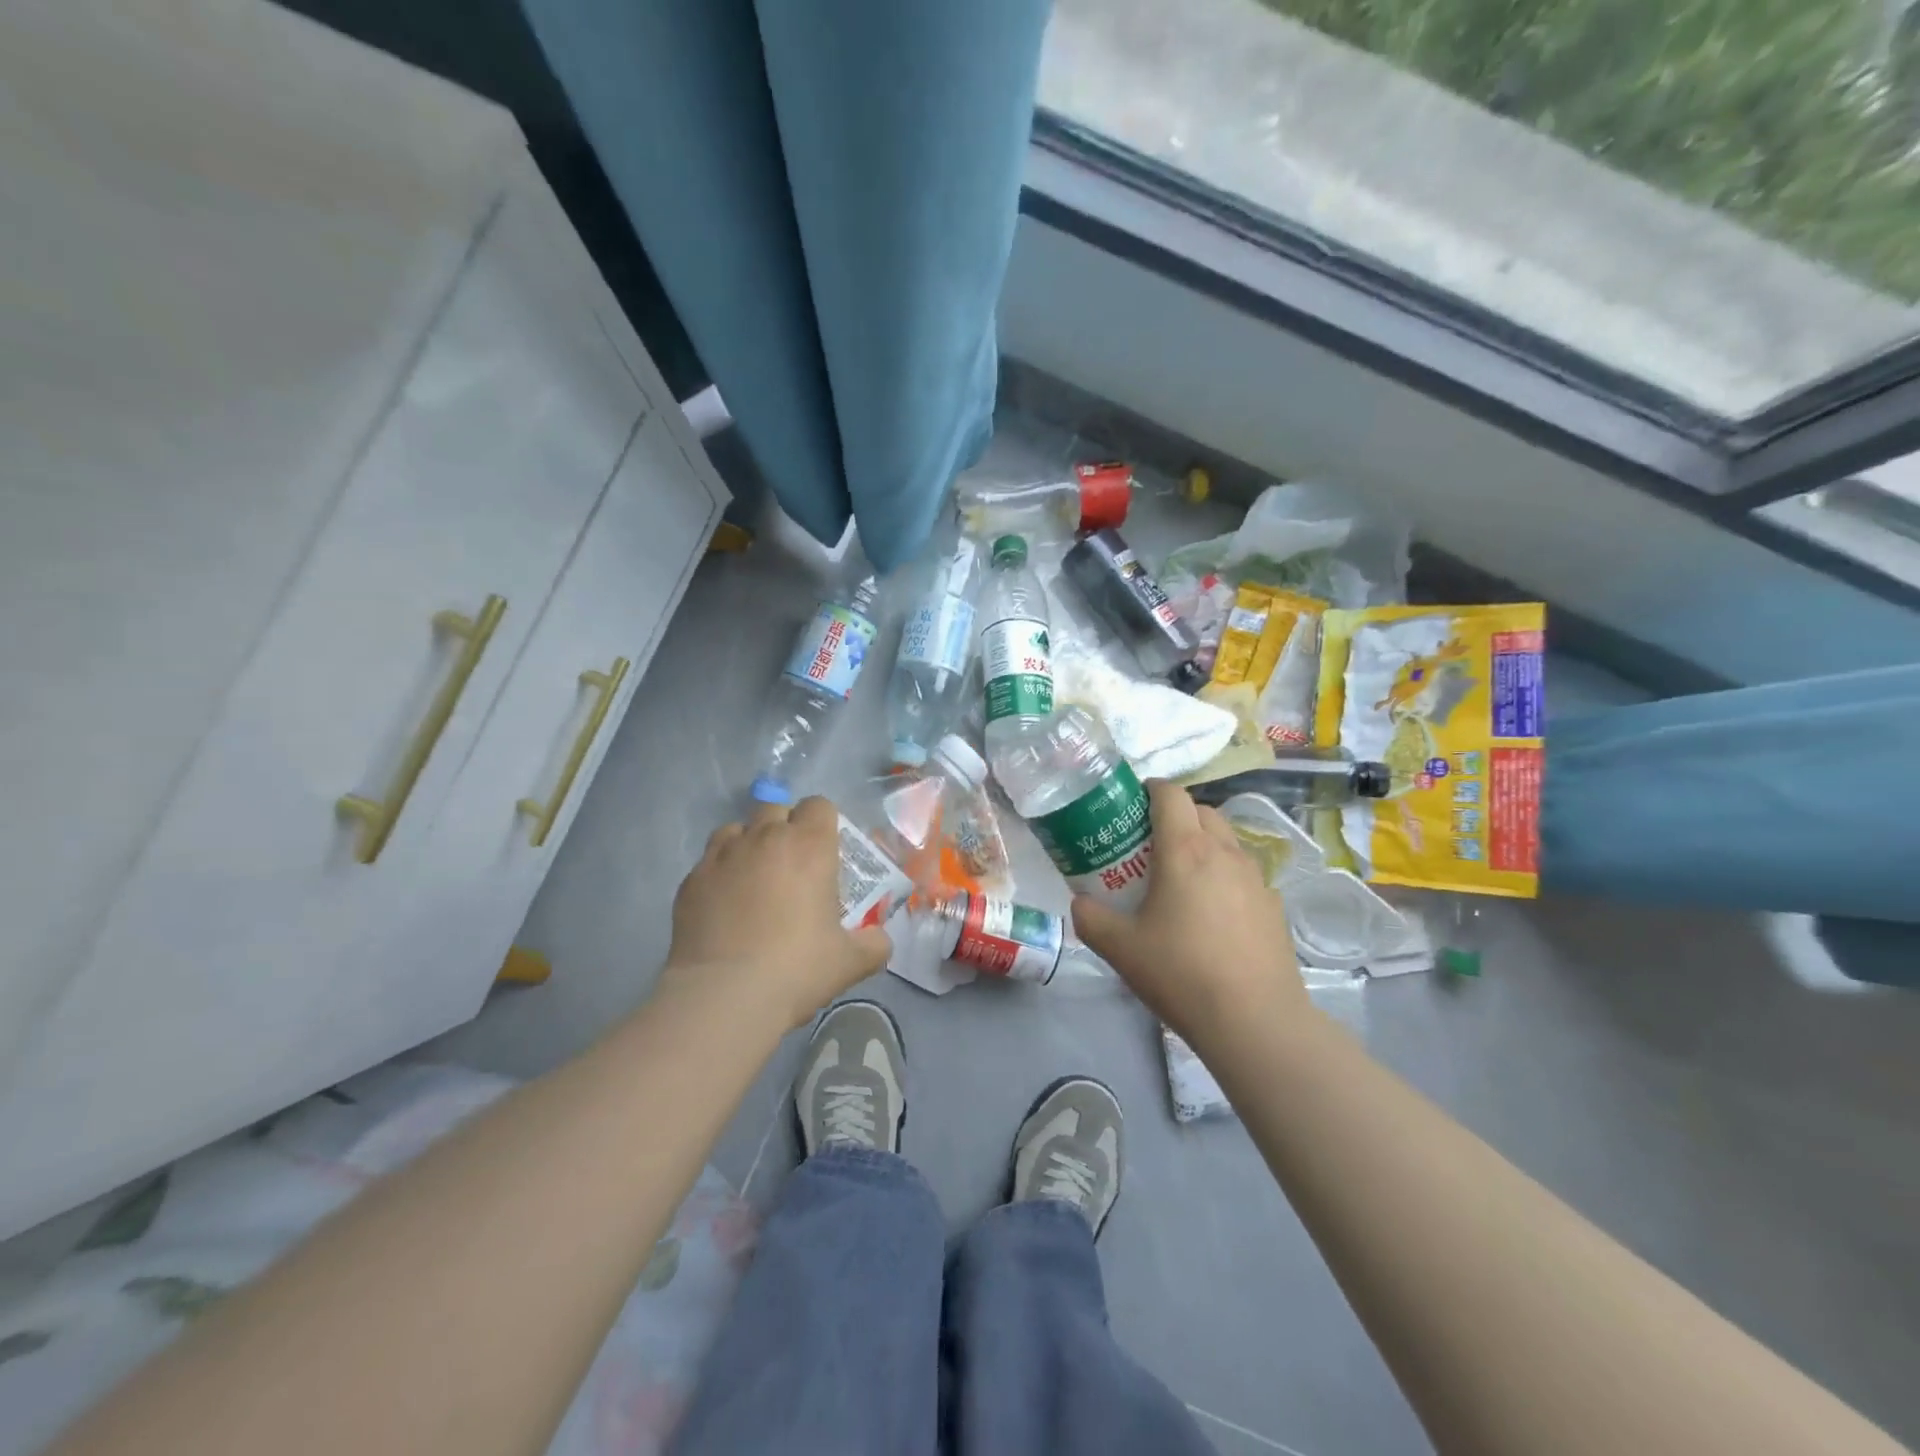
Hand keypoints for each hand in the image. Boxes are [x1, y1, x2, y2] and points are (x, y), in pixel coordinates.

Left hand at [663, 797, 890, 1029]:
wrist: (725, 995)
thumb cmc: (797, 968)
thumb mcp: (851, 961)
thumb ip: (873, 944)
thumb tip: (879, 940)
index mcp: (809, 846)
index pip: (818, 805)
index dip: (823, 823)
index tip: (825, 851)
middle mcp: (764, 838)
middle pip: (775, 809)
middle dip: (784, 828)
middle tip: (791, 866)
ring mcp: (722, 856)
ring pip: (736, 829)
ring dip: (748, 844)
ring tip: (753, 879)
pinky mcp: (691, 880)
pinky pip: (709, 861)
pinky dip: (720, 873)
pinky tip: (724, 906)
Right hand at [1072, 780, 1309, 1046]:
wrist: (1255, 1021)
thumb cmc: (1180, 973)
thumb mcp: (1119, 948)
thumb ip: (1091, 918)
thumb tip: (1080, 903)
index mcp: (1185, 850)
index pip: (1171, 794)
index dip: (1150, 789)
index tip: (1132, 804)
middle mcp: (1224, 852)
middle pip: (1202, 810)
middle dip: (1177, 815)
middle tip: (1151, 844)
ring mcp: (1256, 878)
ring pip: (1227, 840)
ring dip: (1204, 843)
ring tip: (1183, 878)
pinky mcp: (1274, 906)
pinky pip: (1245, 874)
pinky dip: (1226, 877)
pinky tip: (1214, 915)